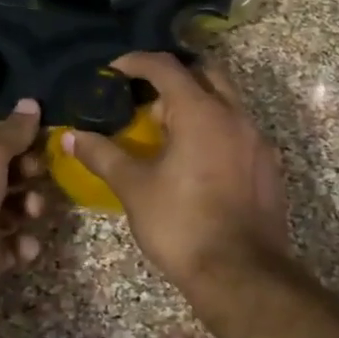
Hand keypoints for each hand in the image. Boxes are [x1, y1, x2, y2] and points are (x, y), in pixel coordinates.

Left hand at [0, 99, 46, 312]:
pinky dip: (23, 245)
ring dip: (31, 207)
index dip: (22, 138)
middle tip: (39, 173)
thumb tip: (31, 101)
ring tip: (32, 211)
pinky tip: (24, 245)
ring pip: (17, 209)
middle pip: (10, 173)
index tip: (47, 139)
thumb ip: (13, 132)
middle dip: (30, 172)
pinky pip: (15, 246)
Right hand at [63, 52, 288, 284]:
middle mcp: (235, 116)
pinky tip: (195, 160)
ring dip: (195, 104)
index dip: (136, 62)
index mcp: (201, 112)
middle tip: (145, 100)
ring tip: (166, 133)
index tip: (114, 70)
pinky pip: (239, 130)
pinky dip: (214, 129)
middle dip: (173, 78)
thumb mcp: (134, 187)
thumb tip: (70, 136)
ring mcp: (257, 140)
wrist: (241, 275)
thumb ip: (102, 154)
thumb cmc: (181, 224)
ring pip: (226, 101)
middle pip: (205, 73)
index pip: (166, 67)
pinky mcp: (268, 166)